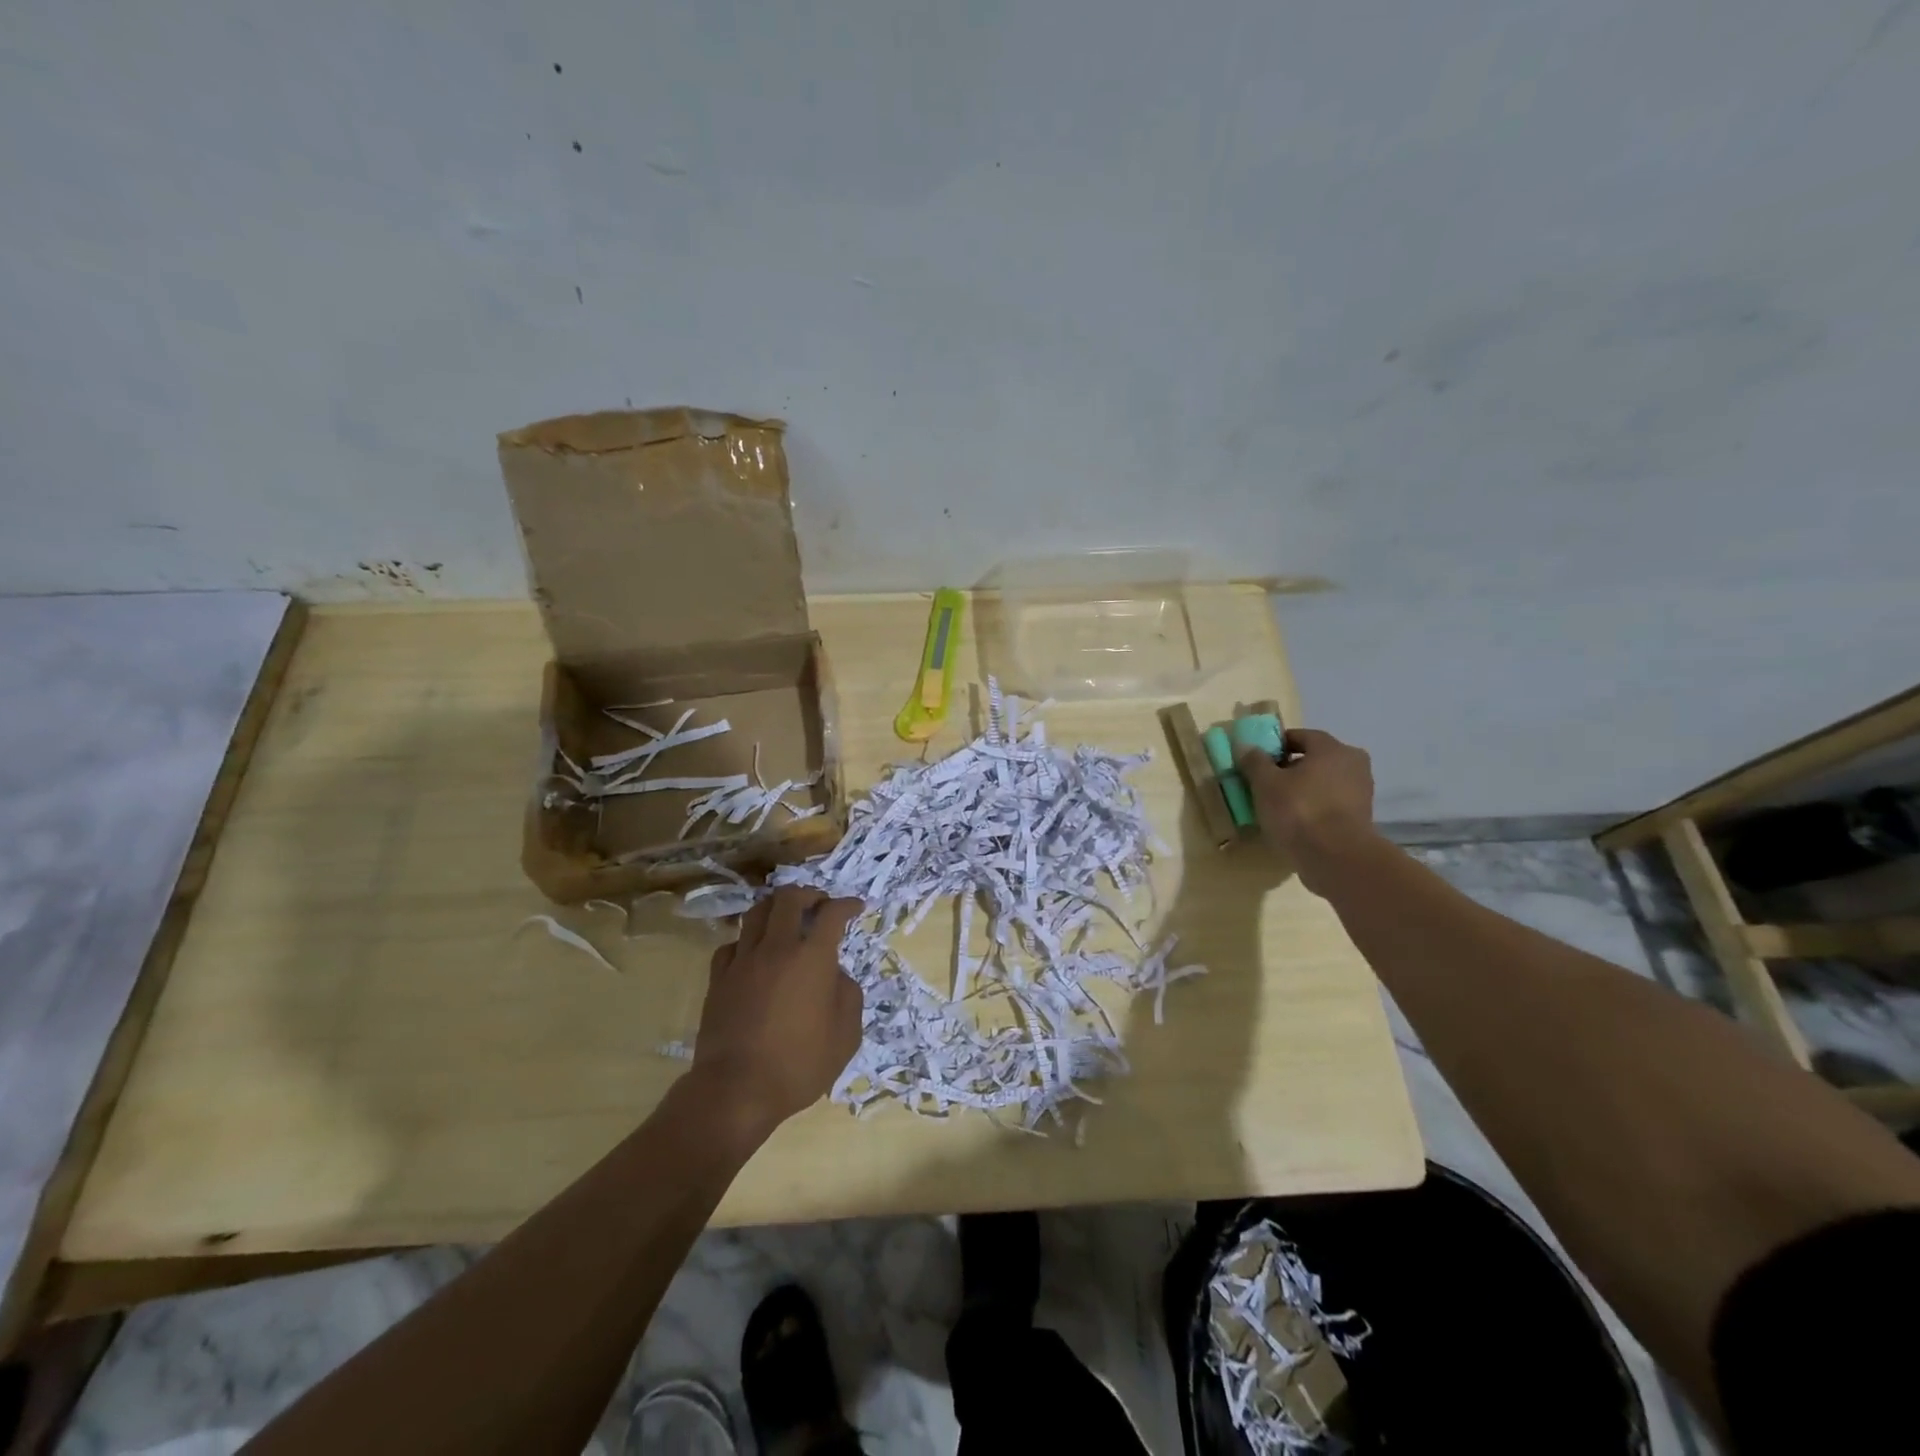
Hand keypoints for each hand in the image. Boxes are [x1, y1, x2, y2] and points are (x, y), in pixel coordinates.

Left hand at [690, 887, 864, 1134]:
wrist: (736, 1090)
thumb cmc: (799, 1065)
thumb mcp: (846, 1036)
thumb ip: (848, 996)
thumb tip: (836, 976)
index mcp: (813, 958)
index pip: (832, 913)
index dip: (847, 904)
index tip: (856, 907)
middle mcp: (777, 948)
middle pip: (789, 898)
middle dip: (809, 894)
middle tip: (819, 905)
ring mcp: (743, 961)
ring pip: (756, 912)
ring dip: (776, 907)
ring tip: (786, 918)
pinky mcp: (718, 979)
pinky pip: (732, 944)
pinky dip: (747, 940)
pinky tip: (753, 953)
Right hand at [1237, 729, 1377, 893]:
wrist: (1336, 858)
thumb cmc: (1299, 810)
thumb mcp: (1265, 783)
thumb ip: (1254, 761)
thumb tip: (1246, 746)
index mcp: (1333, 748)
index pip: (1300, 736)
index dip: (1275, 746)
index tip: (1257, 760)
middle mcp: (1353, 764)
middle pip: (1313, 759)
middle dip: (1289, 769)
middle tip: (1265, 783)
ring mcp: (1360, 792)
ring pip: (1322, 783)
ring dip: (1302, 789)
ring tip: (1277, 806)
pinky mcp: (1360, 818)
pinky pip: (1330, 804)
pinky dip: (1313, 807)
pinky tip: (1294, 822)